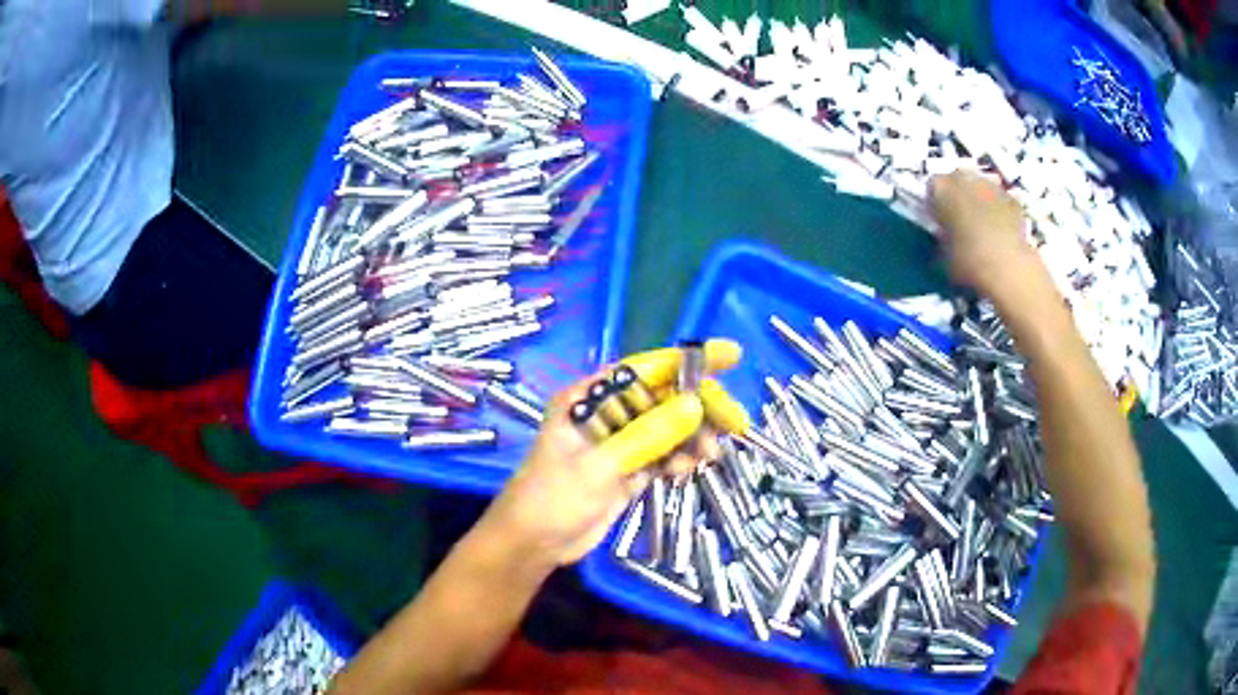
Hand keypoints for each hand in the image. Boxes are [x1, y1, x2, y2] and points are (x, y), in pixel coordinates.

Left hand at [480, 340, 744, 570]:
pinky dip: (680, 458)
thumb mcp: (598, 466)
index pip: (646, 369)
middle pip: (663, 398)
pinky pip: (663, 454)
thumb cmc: (552, 498)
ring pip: (668, 427)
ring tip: (709, 455)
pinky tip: (689, 468)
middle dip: (699, 406)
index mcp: (588, 398)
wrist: (533, 545)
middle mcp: (606, 414)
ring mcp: (619, 442)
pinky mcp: (628, 468)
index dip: (689, 360)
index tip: (730, 355)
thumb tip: (695, 406)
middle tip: (734, 422)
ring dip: (693, 437)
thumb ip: (646, 436)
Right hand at [929, 171, 1038, 293]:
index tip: (939, 221)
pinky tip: (1002, 232)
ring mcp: (991, 185)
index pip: (932, 188)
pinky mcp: (1013, 199)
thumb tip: (944, 238)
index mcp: (941, 188)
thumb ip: (941, 238)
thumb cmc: (967, 261)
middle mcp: (964, 178)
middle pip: (957, 180)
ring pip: (981, 187)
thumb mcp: (942, 255)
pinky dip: (1000, 211)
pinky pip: (1001, 201)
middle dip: (958, 196)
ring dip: (980, 200)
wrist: (1008, 267)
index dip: (935, 204)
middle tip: (961, 220)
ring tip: (983, 226)